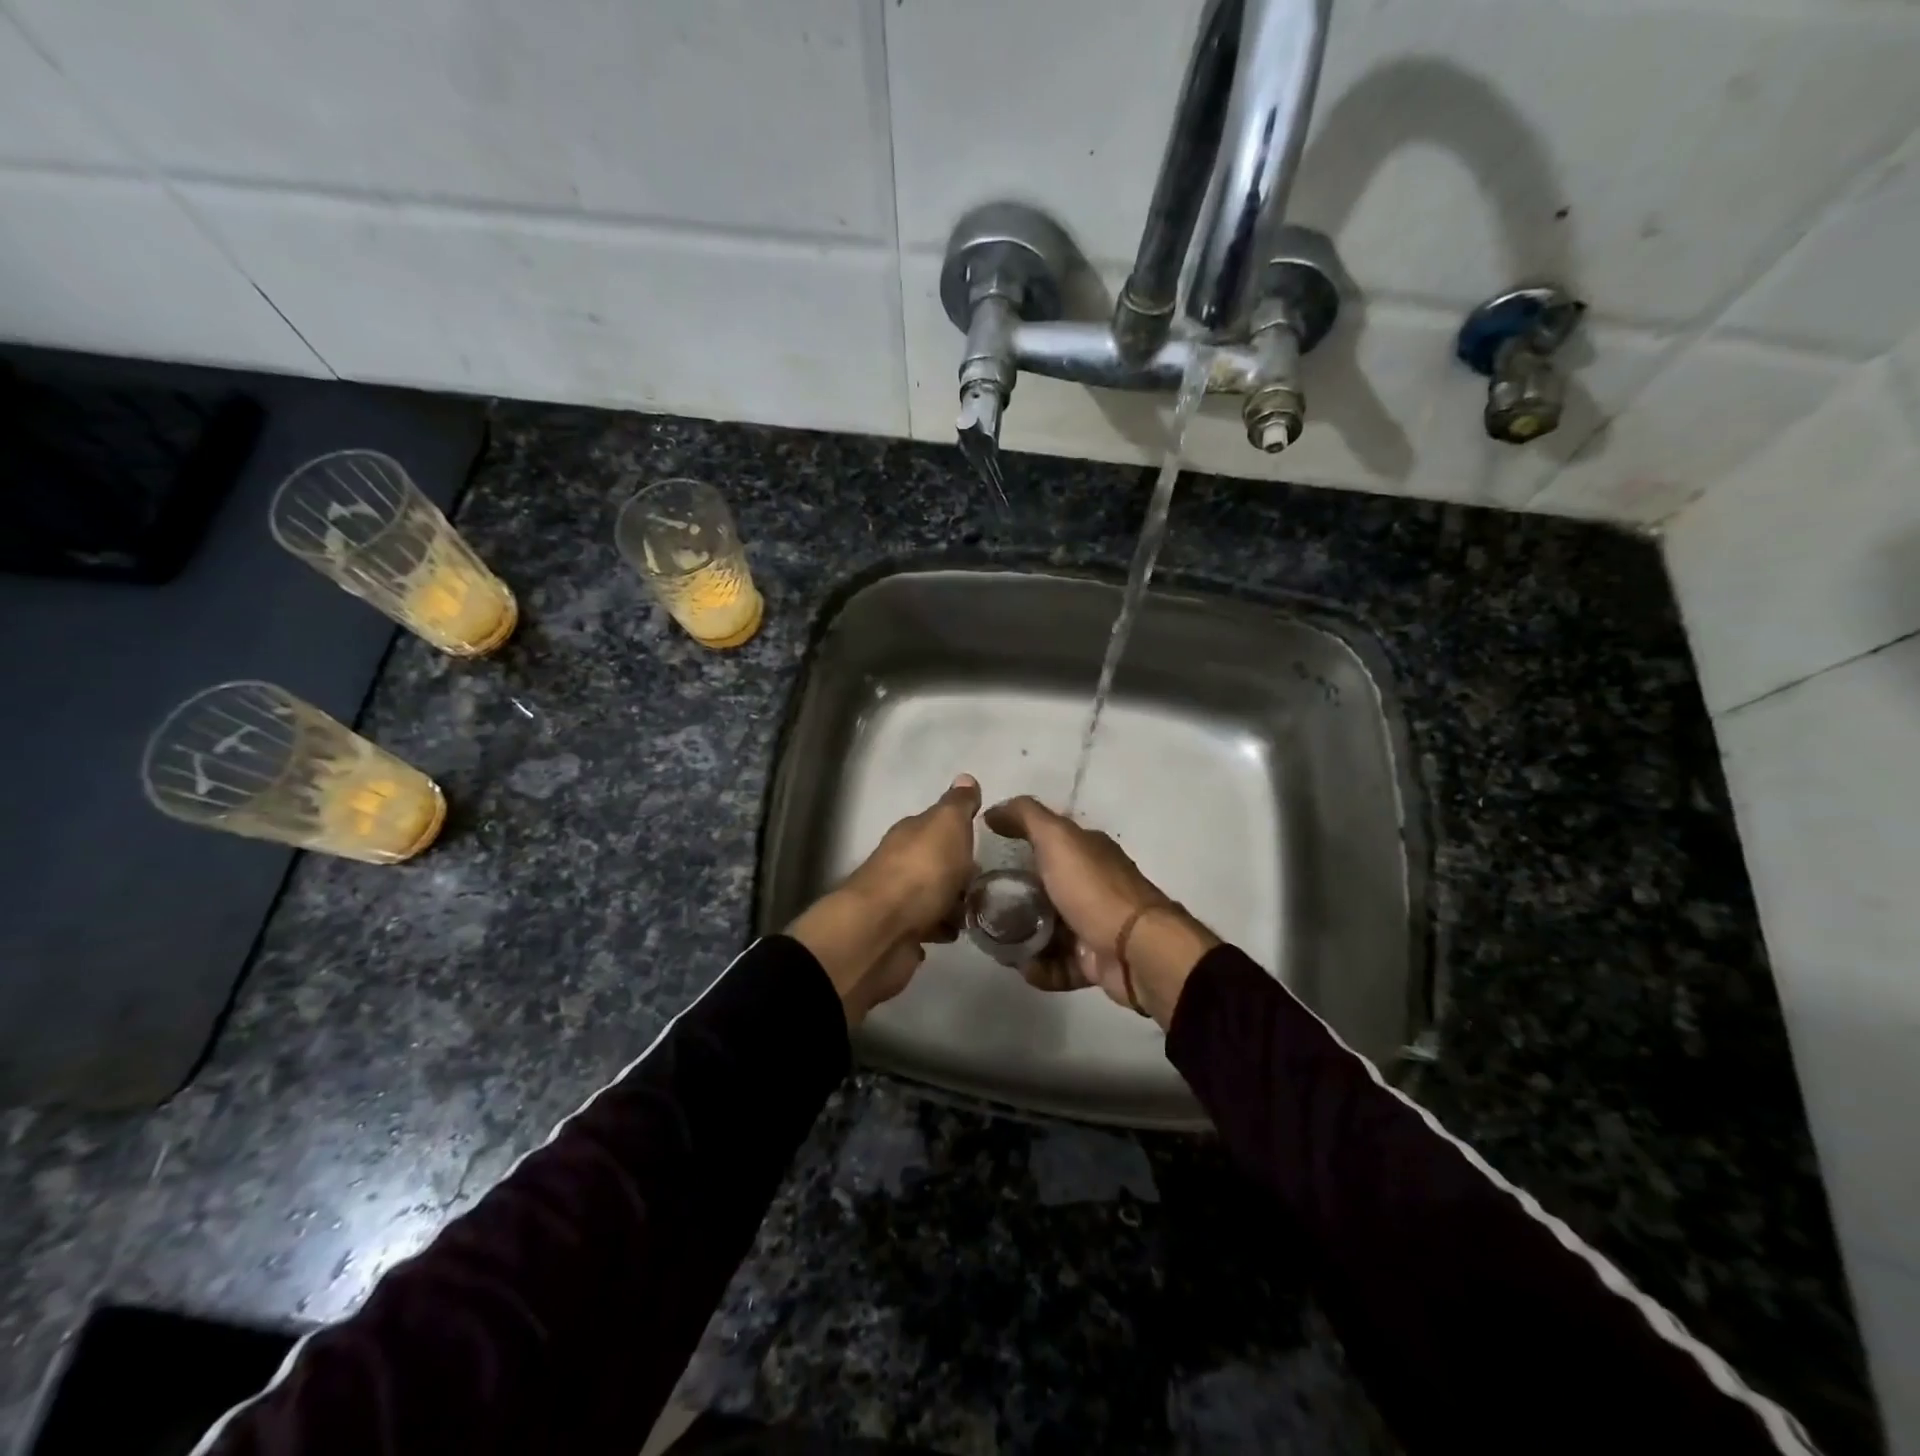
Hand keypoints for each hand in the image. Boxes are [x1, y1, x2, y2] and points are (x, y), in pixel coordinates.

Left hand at [788, 775, 980, 1024]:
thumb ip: (958, 805)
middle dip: (959, 870)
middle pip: (935, 862)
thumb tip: (966, 778)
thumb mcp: (947, 826)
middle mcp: (900, 862)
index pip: (936, 825)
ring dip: (953, 902)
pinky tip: (956, 933)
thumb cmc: (921, 872)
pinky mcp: (899, 934)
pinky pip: (928, 927)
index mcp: (910, 834)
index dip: (959, 831)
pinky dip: (941, 928)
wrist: (881, 932)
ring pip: (933, 896)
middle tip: (988, 881)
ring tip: (980, 911)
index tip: (983, 842)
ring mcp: (898, 900)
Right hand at [984, 796, 1217, 1025]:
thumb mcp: (1057, 839)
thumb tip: (993, 811)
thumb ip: (1025, 817)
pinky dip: (1040, 968)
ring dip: (1021, 937)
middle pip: (1043, 888)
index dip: (1016, 844)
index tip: (983, 856)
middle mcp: (1091, 884)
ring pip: (1047, 928)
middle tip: (982, 905)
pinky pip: (1058, 964)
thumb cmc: (1093, 889)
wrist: (1136, 950)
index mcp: (1087, 851)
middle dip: (1013, 897)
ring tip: (995, 942)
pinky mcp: (1093, 960)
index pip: (1046, 841)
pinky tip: (1024, 968)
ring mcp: (1093, 924)